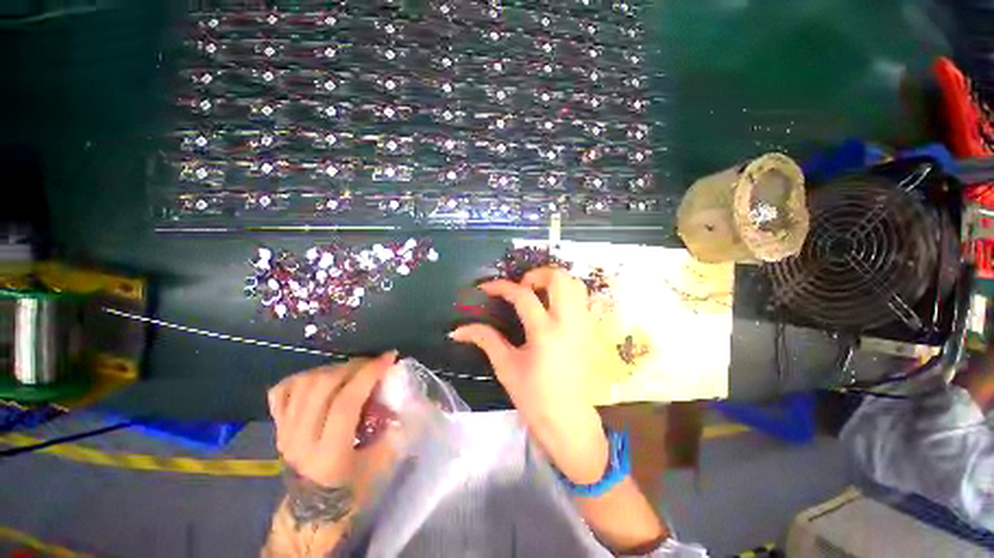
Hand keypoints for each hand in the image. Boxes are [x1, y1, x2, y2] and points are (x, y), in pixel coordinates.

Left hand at [268, 353, 397, 492]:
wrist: (312, 510)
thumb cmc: (352, 489)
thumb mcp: (381, 464)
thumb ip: (395, 430)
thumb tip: (406, 398)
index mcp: (330, 453)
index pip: (346, 402)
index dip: (369, 374)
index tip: (389, 358)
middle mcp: (301, 440)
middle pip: (323, 386)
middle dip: (353, 367)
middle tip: (372, 364)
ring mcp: (285, 432)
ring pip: (303, 383)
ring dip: (332, 369)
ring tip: (351, 371)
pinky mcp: (278, 427)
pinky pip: (282, 390)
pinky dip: (302, 377)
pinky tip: (321, 379)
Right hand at [450, 267, 608, 483]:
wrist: (568, 419)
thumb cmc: (534, 396)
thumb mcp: (506, 366)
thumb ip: (485, 339)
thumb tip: (458, 329)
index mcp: (544, 332)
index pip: (522, 295)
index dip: (501, 287)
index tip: (486, 287)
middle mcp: (568, 322)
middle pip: (558, 278)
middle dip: (536, 274)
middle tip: (521, 287)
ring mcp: (584, 324)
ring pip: (575, 284)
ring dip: (554, 281)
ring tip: (537, 293)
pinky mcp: (590, 330)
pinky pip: (583, 298)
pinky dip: (567, 292)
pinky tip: (552, 307)